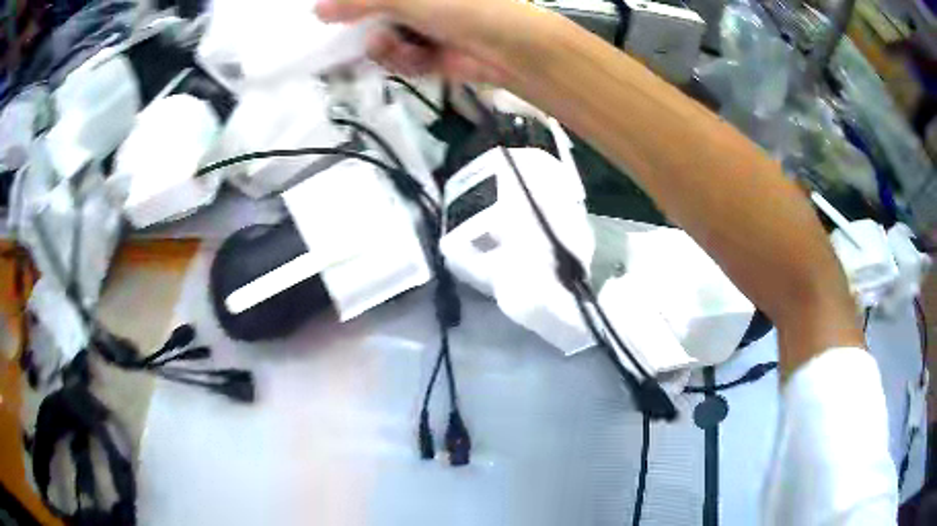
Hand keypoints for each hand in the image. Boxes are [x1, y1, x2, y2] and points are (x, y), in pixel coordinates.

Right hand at [315, 0, 539, 83]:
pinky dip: (405, 61)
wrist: (509, 47)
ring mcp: (426, 26)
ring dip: (385, 48)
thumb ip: (359, 1)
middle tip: (353, 34)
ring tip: (394, 46)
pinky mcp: (431, 53)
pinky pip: (402, 59)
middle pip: (375, 14)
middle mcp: (420, 4)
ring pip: (384, 40)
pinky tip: (417, 58)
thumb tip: (318, 10)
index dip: (352, 6)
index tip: (330, 14)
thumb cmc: (462, 6)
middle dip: (362, 27)